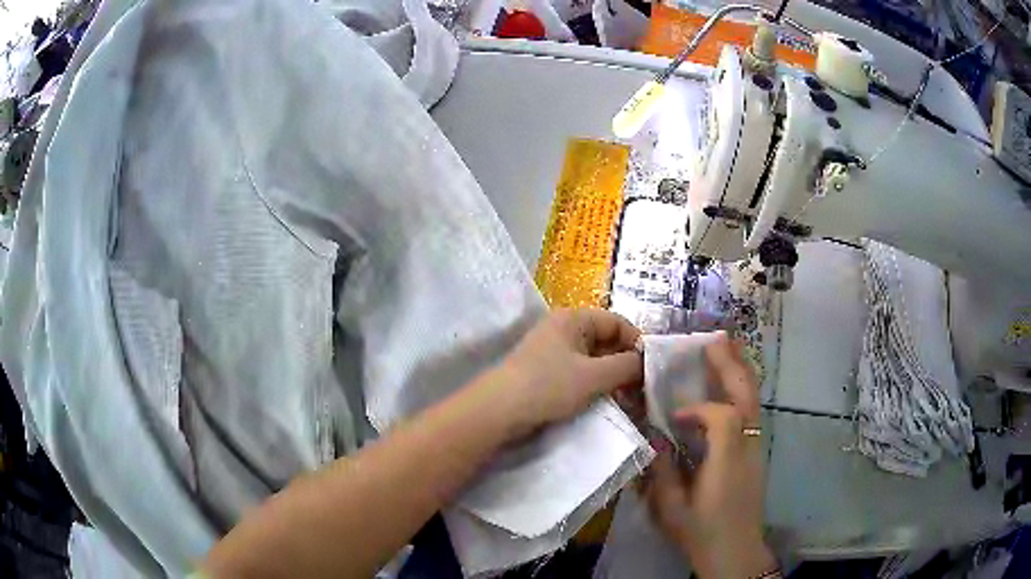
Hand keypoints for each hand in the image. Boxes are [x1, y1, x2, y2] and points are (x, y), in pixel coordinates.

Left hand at [487, 308, 642, 438]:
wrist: (498, 411)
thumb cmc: (548, 386)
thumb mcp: (593, 376)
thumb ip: (626, 366)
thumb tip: (647, 362)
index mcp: (574, 319)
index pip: (617, 322)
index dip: (637, 343)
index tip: (652, 369)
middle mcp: (564, 329)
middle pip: (606, 340)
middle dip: (626, 363)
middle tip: (642, 389)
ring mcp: (554, 352)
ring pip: (594, 360)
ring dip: (612, 377)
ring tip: (628, 399)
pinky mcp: (547, 373)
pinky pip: (580, 373)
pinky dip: (595, 385)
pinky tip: (606, 402)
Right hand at [641, 335, 775, 578]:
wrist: (735, 551)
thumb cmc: (701, 532)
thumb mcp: (672, 508)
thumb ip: (662, 470)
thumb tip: (655, 436)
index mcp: (727, 462)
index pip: (722, 417)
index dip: (698, 408)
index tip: (673, 415)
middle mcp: (747, 447)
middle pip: (747, 397)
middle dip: (732, 366)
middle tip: (714, 339)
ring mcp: (756, 448)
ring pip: (753, 401)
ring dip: (740, 372)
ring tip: (726, 348)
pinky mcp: (756, 452)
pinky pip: (751, 412)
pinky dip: (741, 390)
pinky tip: (729, 384)